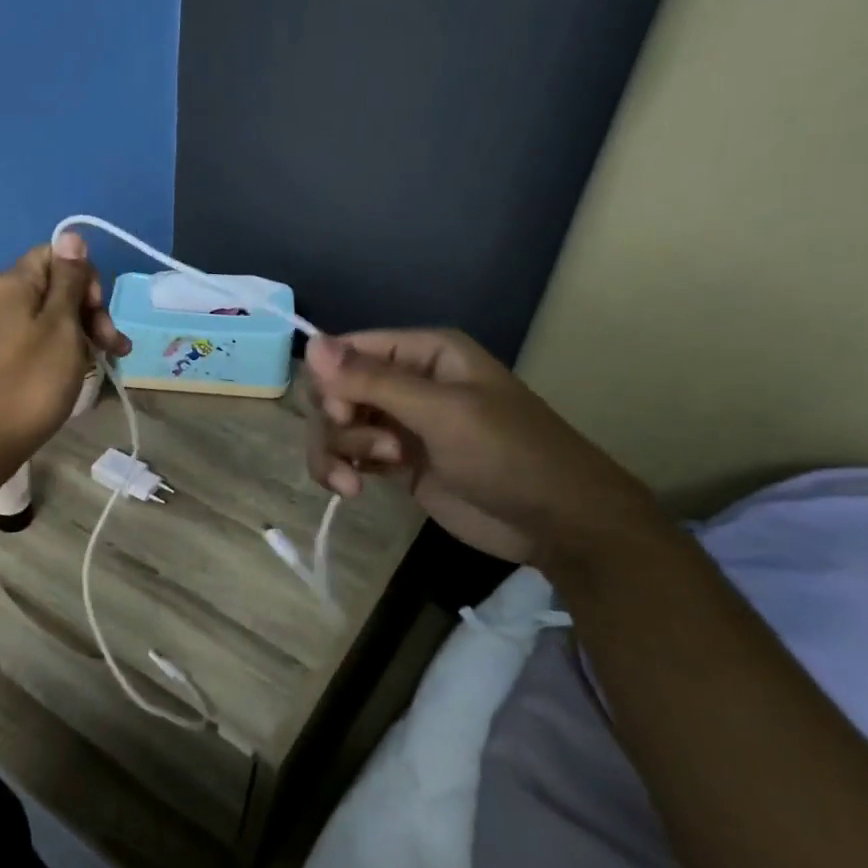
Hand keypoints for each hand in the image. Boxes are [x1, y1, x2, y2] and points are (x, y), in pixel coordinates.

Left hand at [0, 234, 131, 472]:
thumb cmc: (32, 380)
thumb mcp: (61, 326)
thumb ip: (69, 280)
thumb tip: (72, 235)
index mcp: (12, 283)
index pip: (56, 255)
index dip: (84, 277)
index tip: (96, 311)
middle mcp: (1, 298)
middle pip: (57, 285)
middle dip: (91, 309)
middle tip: (112, 344)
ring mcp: (0, 327)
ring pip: (53, 314)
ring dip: (85, 331)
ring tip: (112, 359)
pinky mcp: (3, 354)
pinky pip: (41, 337)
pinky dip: (66, 347)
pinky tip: (87, 366)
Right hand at [303, 328, 662, 568]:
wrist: (556, 523)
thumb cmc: (508, 455)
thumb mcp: (442, 413)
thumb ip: (374, 380)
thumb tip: (311, 344)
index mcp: (422, 353)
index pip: (346, 351)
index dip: (333, 381)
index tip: (343, 414)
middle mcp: (405, 380)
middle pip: (334, 390)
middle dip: (338, 422)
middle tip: (373, 450)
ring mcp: (399, 422)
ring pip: (335, 424)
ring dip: (338, 450)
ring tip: (359, 481)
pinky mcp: (394, 461)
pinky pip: (347, 453)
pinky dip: (340, 469)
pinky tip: (353, 489)